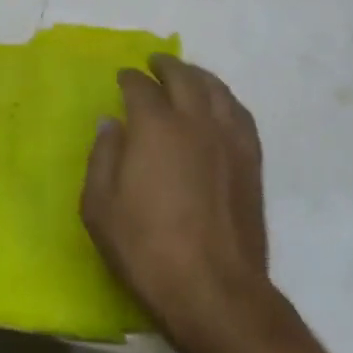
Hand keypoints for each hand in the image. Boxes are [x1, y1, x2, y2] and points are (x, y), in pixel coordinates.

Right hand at [81, 54, 269, 339]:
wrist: (214, 289)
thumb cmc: (146, 248)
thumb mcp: (100, 206)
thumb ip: (103, 156)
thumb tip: (111, 123)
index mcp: (156, 126)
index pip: (140, 87)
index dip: (129, 79)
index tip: (122, 78)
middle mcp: (196, 121)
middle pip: (184, 77)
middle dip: (166, 66)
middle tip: (154, 63)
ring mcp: (229, 140)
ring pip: (217, 91)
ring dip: (199, 77)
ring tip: (188, 76)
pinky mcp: (252, 162)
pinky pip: (240, 115)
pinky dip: (226, 101)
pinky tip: (220, 108)